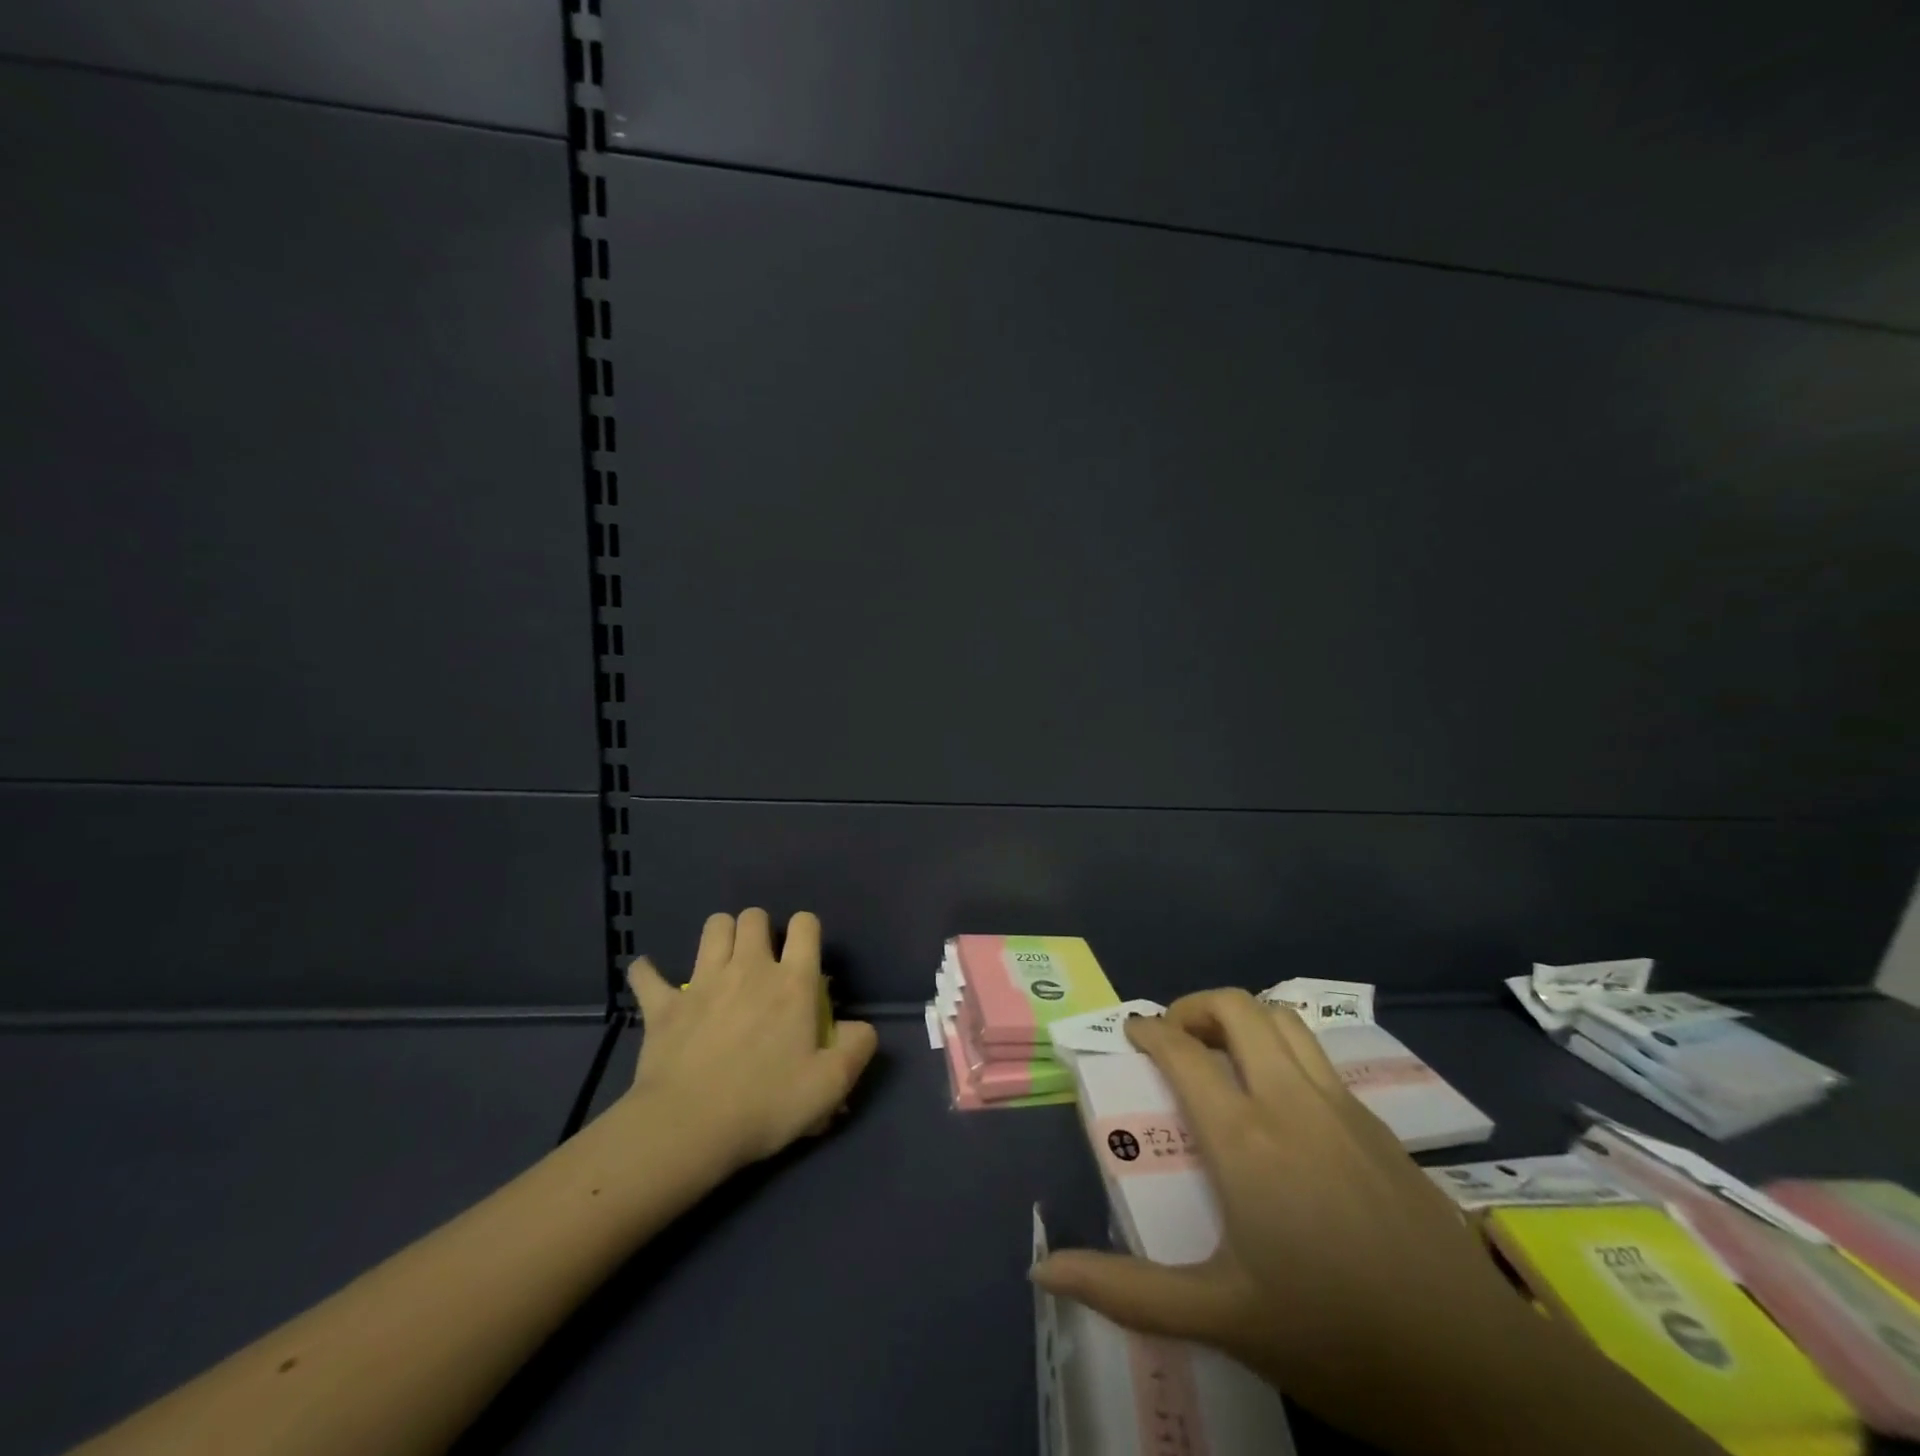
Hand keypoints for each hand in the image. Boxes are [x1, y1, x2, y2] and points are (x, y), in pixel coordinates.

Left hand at [625, 909, 877, 1170]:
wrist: (688, 1128)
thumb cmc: (766, 1104)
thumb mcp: (830, 1085)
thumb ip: (857, 1048)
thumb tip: (861, 1027)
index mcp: (792, 981)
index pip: (805, 925)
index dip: (807, 930)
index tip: (805, 955)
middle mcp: (749, 967)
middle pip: (754, 916)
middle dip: (760, 929)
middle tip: (761, 960)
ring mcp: (702, 981)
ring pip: (713, 927)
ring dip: (720, 936)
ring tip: (722, 961)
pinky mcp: (664, 1004)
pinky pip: (648, 974)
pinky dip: (649, 973)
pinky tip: (651, 978)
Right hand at [1032, 989, 1540, 1452]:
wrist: (1476, 1372)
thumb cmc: (1334, 1338)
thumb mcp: (1220, 1316)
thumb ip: (1126, 1290)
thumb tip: (1043, 1273)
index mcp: (1244, 1137)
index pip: (1182, 1050)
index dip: (1149, 1029)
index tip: (1131, 1032)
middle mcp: (1290, 1101)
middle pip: (1238, 1008)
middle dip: (1196, 1006)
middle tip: (1175, 1038)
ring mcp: (1342, 1107)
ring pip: (1285, 1020)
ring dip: (1244, 1018)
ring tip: (1223, 1053)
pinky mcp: (1379, 1125)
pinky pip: (1318, 1055)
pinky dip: (1283, 1048)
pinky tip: (1282, 1100)